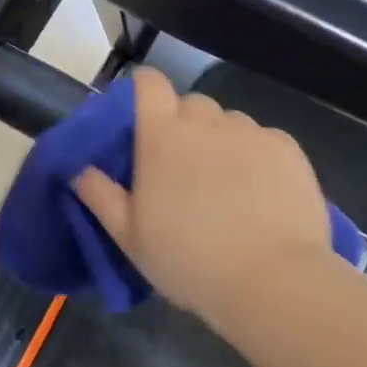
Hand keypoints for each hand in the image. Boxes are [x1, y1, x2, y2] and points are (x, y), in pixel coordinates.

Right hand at [72, 69, 332, 327]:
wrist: (272, 283)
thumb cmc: (189, 261)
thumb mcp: (129, 237)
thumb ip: (100, 195)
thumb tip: (78, 168)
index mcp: (162, 137)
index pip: (149, 83)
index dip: (143, 91)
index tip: (141, 118)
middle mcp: (207, 122)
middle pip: (190, 104)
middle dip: (183, 125)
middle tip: (182, 168)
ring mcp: (252, 132)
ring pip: (229, 122)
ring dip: (220, 141)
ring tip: (226, 185)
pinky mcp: (288, 149)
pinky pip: (263, 140)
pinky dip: (256, 156)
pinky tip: (260, 194)